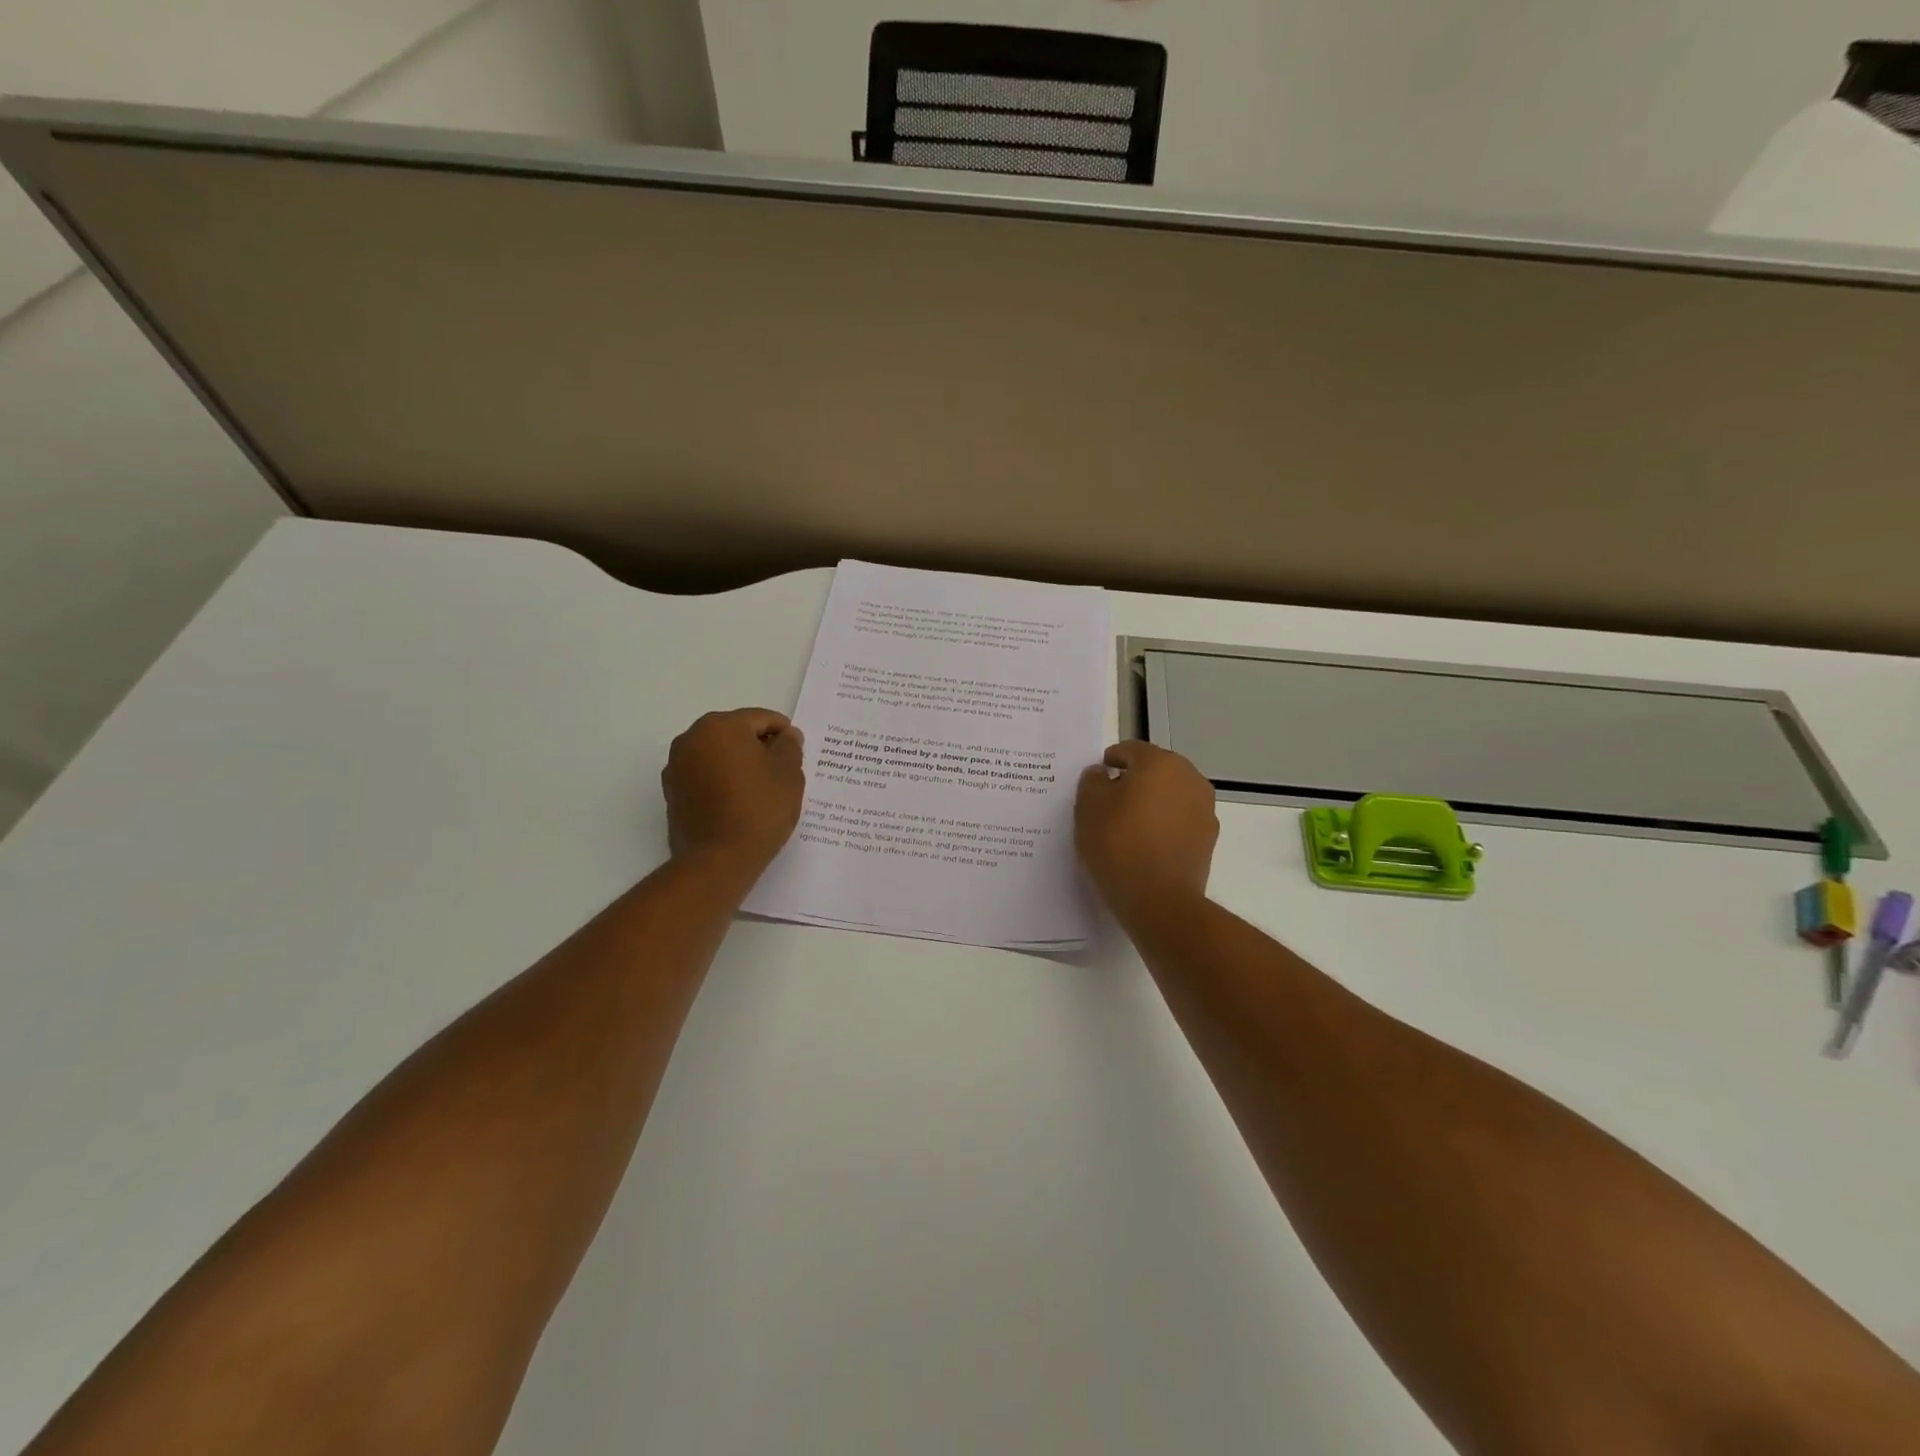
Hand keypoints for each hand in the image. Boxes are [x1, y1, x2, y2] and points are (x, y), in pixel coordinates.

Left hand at [661, 708, 805, 884]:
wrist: (718, 860)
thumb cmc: (759, 809)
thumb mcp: (789, 773)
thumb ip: (790, 746)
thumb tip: (787, 735)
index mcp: (721, 726)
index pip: (761, 719)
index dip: (784, 733)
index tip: (797, 753)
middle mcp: (691, 738)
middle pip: (736, 733)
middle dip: (759, 747)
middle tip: (783, 771)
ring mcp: (676, 766)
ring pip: (718, 754)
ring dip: (739, 764)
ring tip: (761, 789)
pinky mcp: (672, 792)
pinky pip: (705, 776)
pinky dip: (722, 781)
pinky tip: (739, 802)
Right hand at [1075, 741, 1217, 919]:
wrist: (1159, 899)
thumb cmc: (1118, 844)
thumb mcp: (1088, 807)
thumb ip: (1092, 781)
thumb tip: (1102, 774)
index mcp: (1160, 763)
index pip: (1131, 750)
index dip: (1110, 760)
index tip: (1097, 777)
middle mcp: (1190, 778)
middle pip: (1155, 770)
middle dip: (1133, 781)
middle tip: (1109, 802)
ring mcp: (1204, 809)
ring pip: (1170, 796)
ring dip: (1152, 803)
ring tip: (1127, 826)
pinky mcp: (1208, 839)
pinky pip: (1180, 821)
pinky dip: (1164, 825)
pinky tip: (1145, 845)